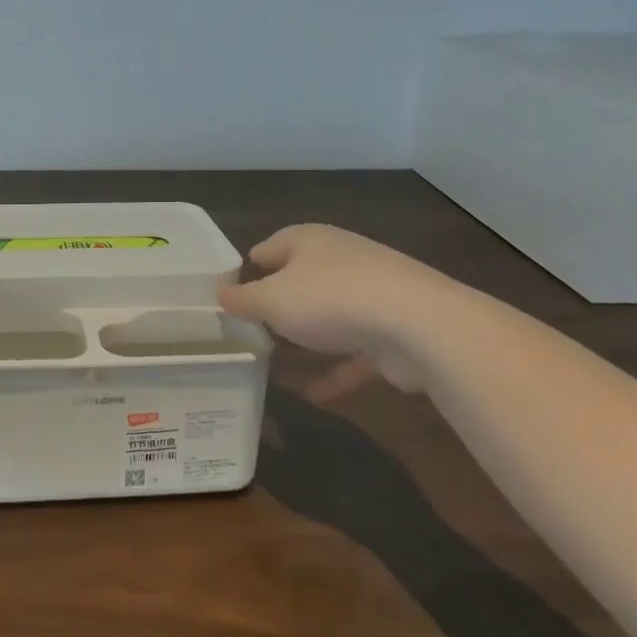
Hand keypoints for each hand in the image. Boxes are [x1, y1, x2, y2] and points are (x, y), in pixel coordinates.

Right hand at [217, 223, 457, 361]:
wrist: (418, 326)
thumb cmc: (329, 299)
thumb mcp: (271, 300)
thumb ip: (241, 299)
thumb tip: (218, 292)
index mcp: (309, 241)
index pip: (270, 246)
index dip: (247, 267)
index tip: (229, 292)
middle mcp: (341, 260)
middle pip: (301, 279)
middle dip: (278, 303)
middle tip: (250, 327)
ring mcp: (372, 294)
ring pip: (330, 315)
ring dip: (309, 337)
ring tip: (278, 361)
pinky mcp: (393, 331)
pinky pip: (355, 353)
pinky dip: (336, 371)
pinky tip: (314, 395)